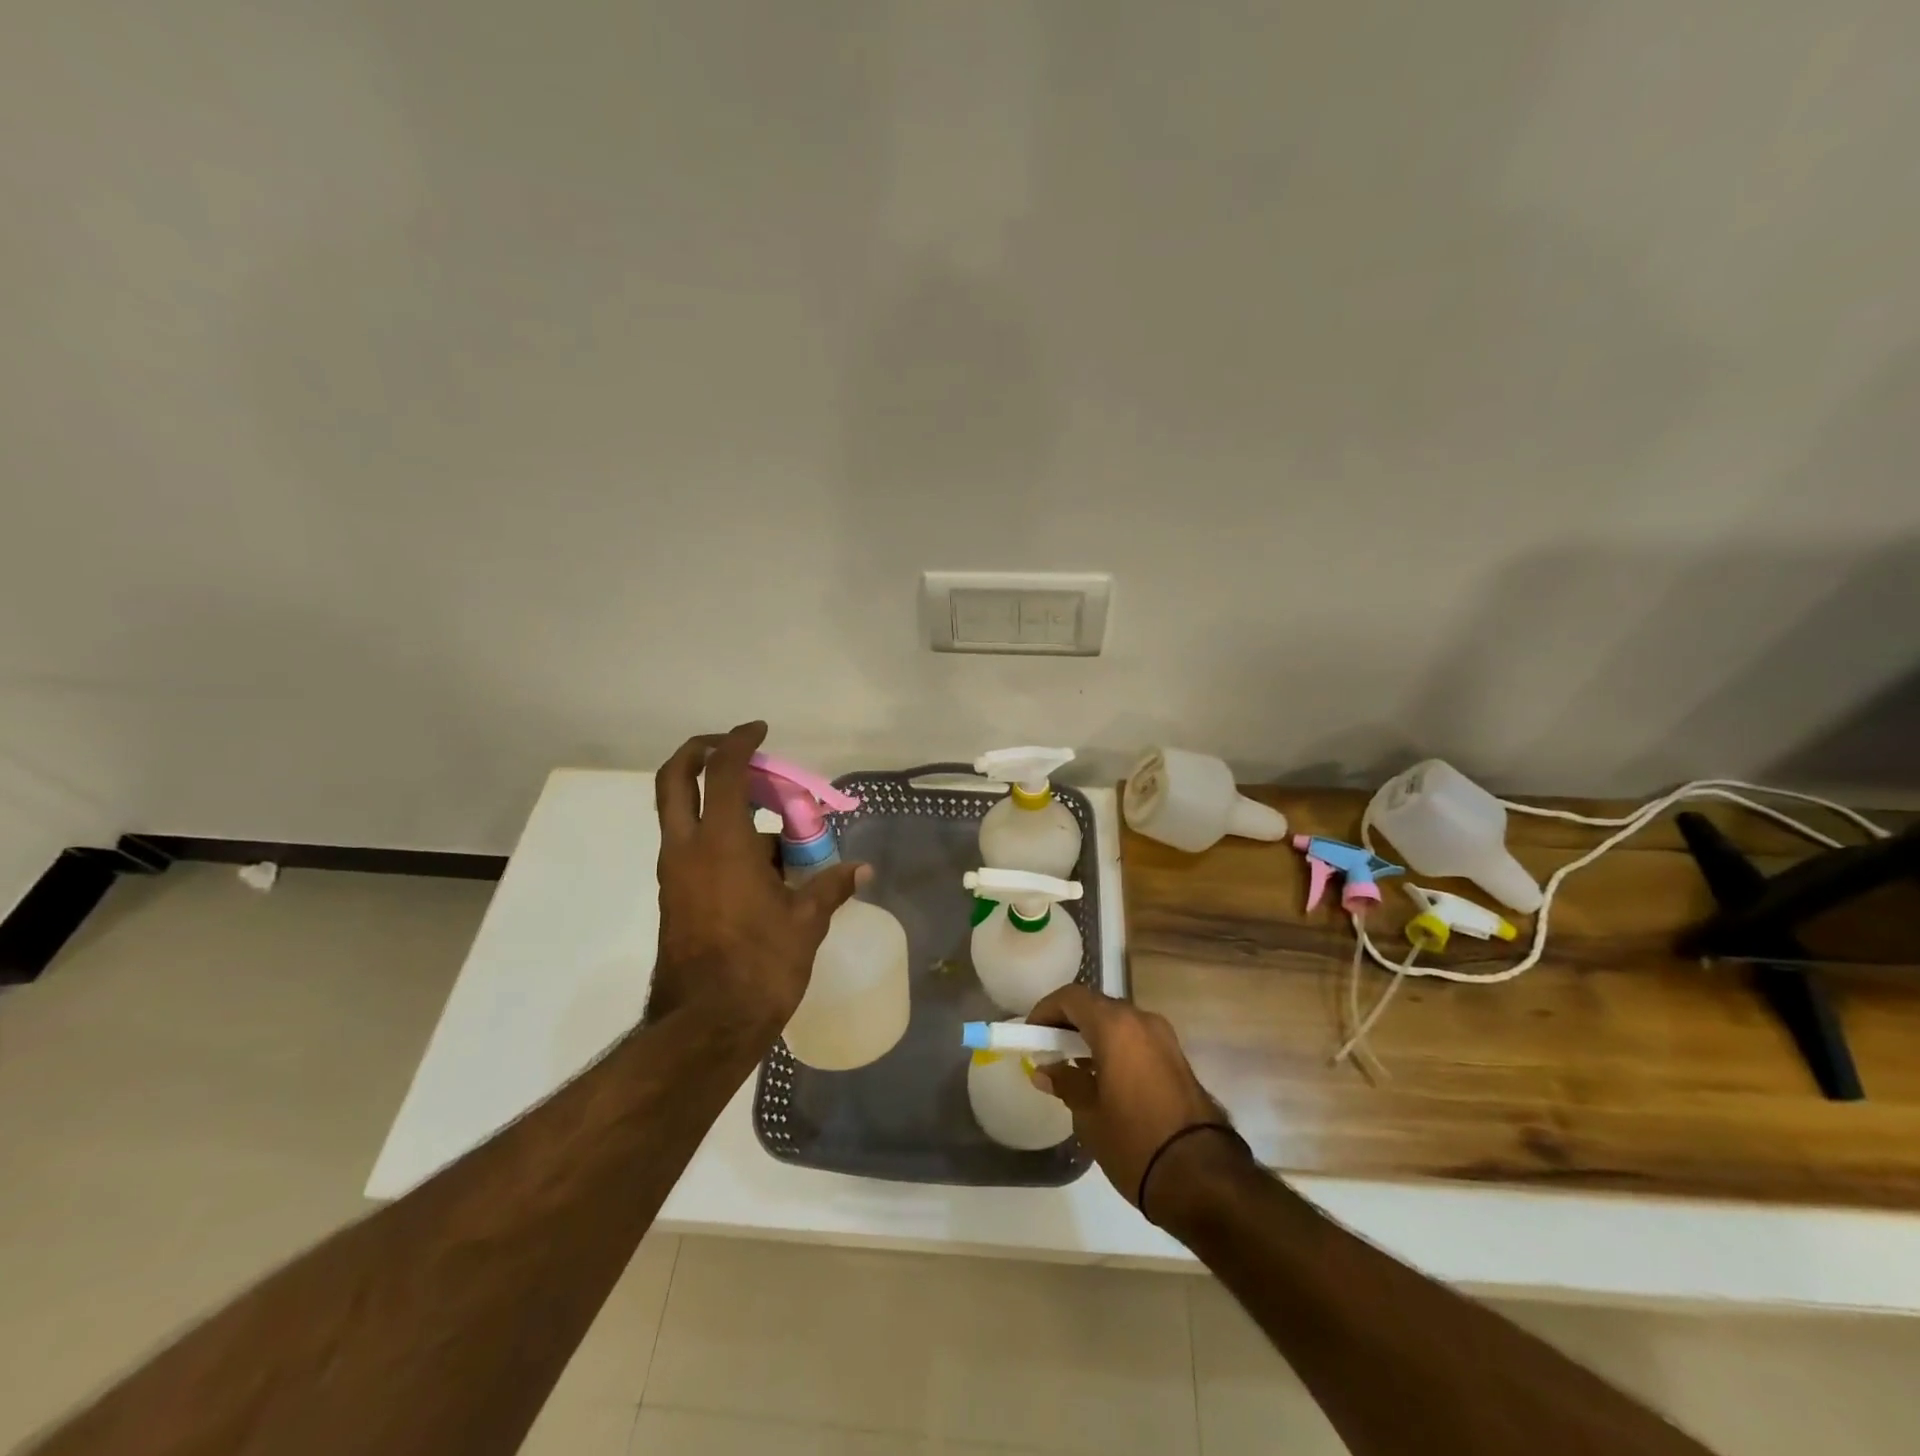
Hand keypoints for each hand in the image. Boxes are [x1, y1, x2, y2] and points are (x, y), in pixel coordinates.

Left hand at [650, 722, 863, 1039]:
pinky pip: (694, 848)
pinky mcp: (676, 896)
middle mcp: (688, 848)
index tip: (759, 730)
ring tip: (775, 826)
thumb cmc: (760, 964)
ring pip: (684, 816)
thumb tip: (861, 870)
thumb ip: (830, 886)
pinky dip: (721, 837)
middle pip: (674, 779)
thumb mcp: (805, 921)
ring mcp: (676, 873)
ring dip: (720, 804)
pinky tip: (763, 864)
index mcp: (720, 842)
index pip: (721, 771)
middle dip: (700, 753)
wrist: (707, 1024)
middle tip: (733, 751)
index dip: (739, 742)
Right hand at [1026, 984, 1243, 1220]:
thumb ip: (1065, 1083)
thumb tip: (1044, 1070)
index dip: (1046, 1010)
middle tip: (1049, 1047)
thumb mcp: (1089, 1115)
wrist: (1202, 1177)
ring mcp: (1165, 1038)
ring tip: (1073, 1065)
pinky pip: (1137, 1039)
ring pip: (1119, 1022)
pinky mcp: (1178, 1059)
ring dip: (1094, 1034)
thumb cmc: (1134, 1141)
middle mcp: (1142, 1020)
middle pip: (1097, 1005)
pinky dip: (1116, 1047)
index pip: (1071, 997)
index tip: (1031, 1034)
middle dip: (1070, 1021)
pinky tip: (1103, 1076)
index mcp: (1116, 1025)